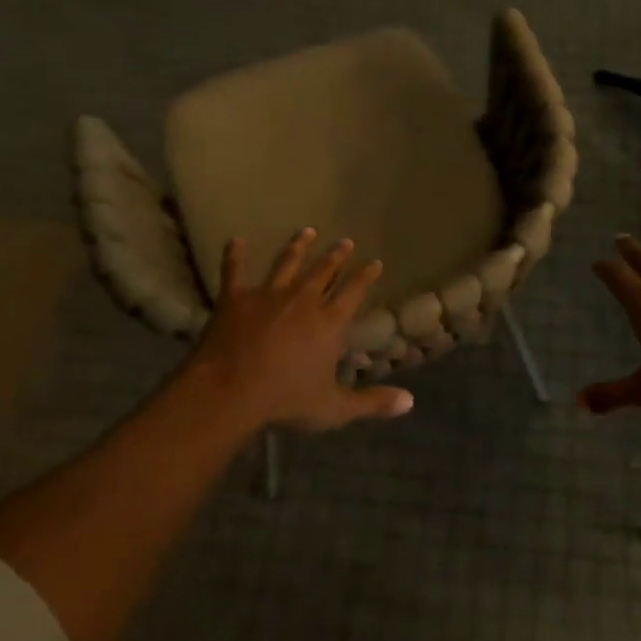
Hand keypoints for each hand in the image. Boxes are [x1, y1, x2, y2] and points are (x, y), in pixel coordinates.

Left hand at [182, 228, 413, 432]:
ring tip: (307, 231)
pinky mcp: (235, 299)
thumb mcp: (334, 408)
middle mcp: (302, 300)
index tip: (375, 262)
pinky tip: (235, 241)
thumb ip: (372, 403)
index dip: (365, 276)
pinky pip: (234, 271)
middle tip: (346, 241)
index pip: (353, 292)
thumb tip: (410, 402)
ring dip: (298, 247)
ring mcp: (268, 295)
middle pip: (323, 272)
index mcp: (329, 323)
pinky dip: (235, 256)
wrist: (230, 391)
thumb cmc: (285, 400)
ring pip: (286, 264)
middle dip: (336, 256)